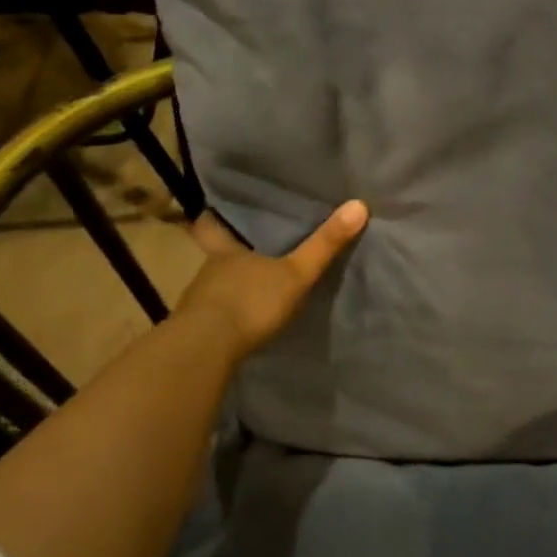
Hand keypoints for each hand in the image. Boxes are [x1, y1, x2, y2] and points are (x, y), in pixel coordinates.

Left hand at [172, 201, 367, 363]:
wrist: (205, 352)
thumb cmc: (250, 302)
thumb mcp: (296, 273)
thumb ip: (324, 244)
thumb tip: (359, 204)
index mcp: (226, 252)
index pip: (212, 226)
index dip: (214, 217)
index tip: (216, 209)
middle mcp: (209, 272)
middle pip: (216, 255)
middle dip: (230, 253)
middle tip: (249, 247)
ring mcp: (199, 302)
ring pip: (215, 285)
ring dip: (230, 285)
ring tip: (252, 285)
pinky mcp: (197, 330)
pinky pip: (214, 314)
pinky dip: (226, 314)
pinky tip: (242, 321)